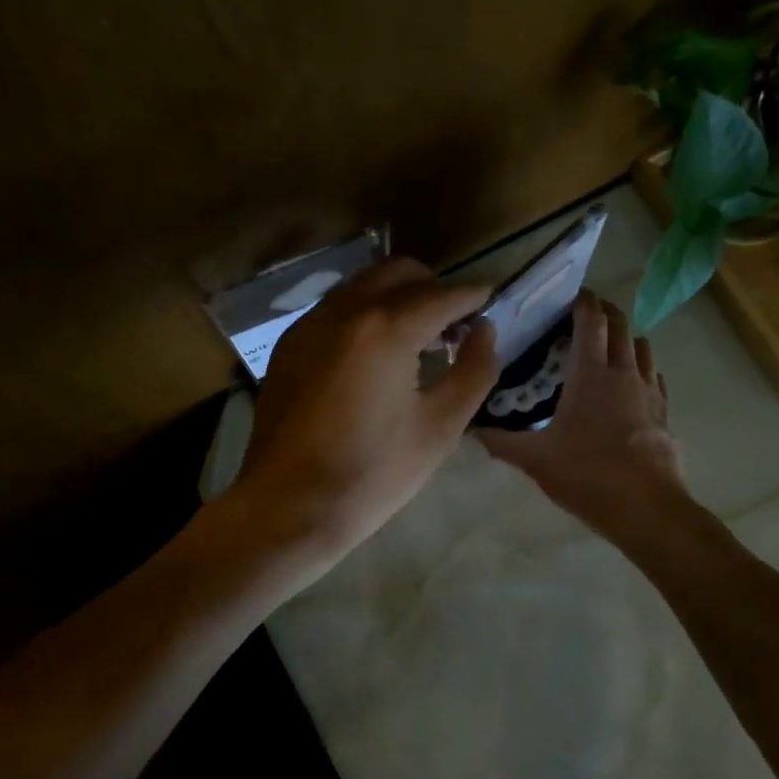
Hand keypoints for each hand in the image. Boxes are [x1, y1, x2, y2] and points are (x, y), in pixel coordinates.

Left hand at [232, 257, 499, 557]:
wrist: (289, 506)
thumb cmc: (373, 473)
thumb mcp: (440, 427)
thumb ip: (474, 370)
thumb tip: (484, 330)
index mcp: (386, 329)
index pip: (440, 295)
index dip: (471, 295)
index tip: (489, 298)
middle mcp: (344, 310)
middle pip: (398, 272)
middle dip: (432, 286)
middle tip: (453, 322)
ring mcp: (310, 324)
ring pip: (363, 285)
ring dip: (396, 296)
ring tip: (415, 337)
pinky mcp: (288, 344)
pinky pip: (335, 308)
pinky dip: (364, 313)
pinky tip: (373, 353)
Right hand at [477, 291, 687, 539]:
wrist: (647, 509)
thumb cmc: (587, 475)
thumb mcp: (535, 460)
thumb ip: (501, 441)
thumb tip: (471, 428)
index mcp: (591, 373)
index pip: (592, 319)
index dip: (582, 301)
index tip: (568, 295)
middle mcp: (624, 372)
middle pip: (621, 324)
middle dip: (604, 311)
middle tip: (583, 315)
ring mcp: (650, 391)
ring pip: (642, 346)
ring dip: (625, 337)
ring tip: (605, 347)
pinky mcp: (665, 412)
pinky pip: (654, 375)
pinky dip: (641, 367)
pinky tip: (629, 385)